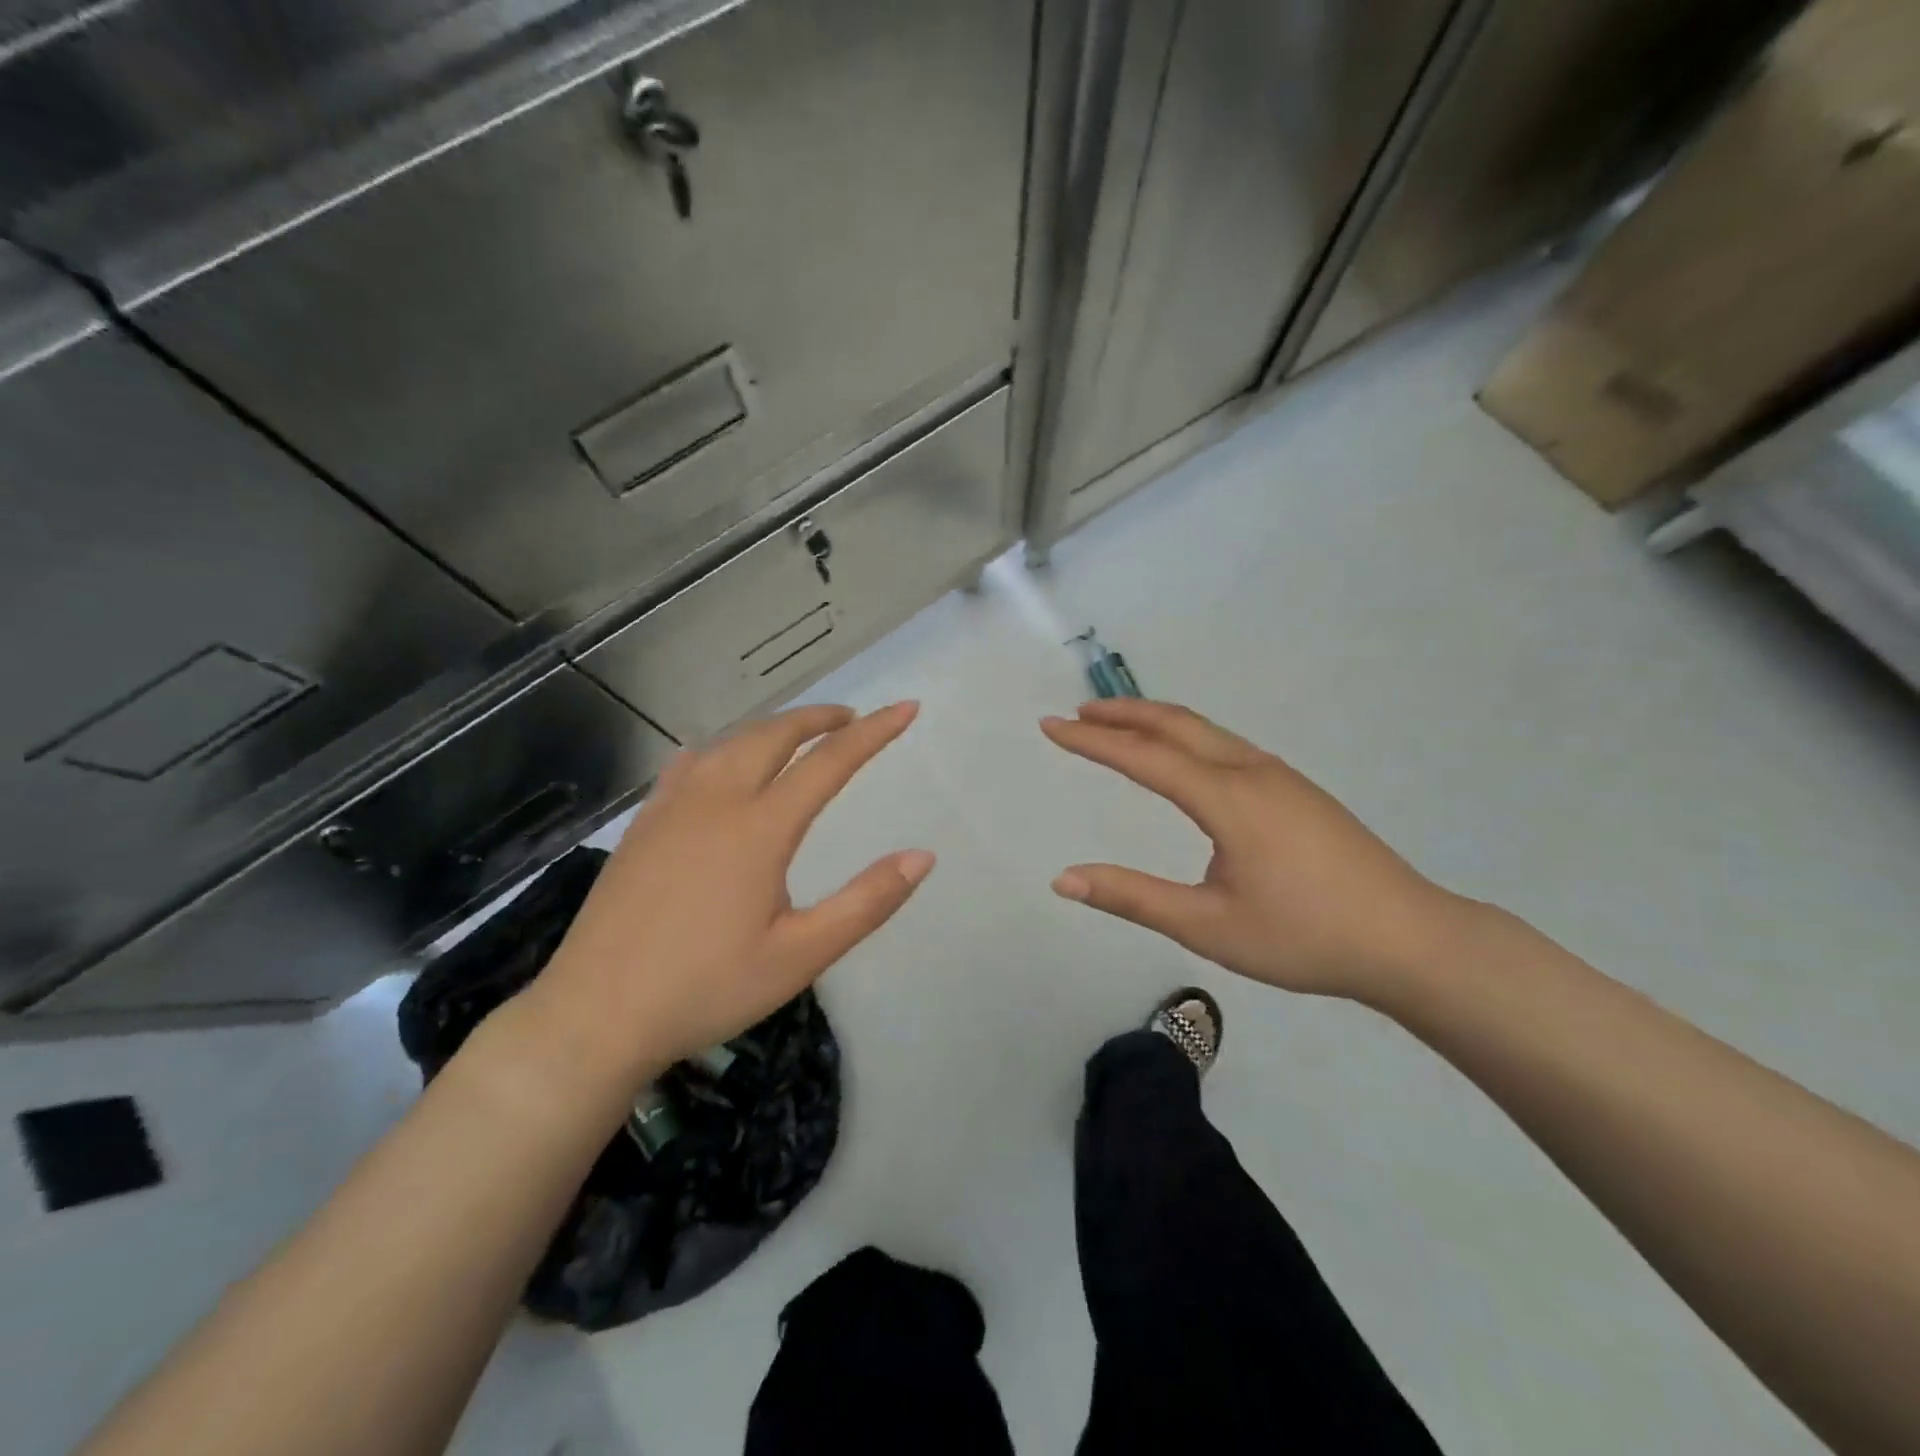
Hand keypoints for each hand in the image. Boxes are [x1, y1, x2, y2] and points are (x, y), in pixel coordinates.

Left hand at [530, 702, 932, 1081]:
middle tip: (851, 719)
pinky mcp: (643, 824)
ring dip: (773, 728)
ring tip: (800, 734)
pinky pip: (689, 763)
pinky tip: (721, 760)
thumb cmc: (706, 989)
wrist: (594, 1016)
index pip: (829, 762)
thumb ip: (866, 903)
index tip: (906, 709)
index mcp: (759, 828)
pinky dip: (723, 747)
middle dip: (818, 718)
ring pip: (729, 742)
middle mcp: (715, 801)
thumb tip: (922, 856)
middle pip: (774, 735)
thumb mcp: (800, 956)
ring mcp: (671, 808)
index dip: (873, 733)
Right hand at [1041, 699, 1461, 1000]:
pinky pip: (1225, 744)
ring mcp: (1279, 776)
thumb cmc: (1305, 937)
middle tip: (1077, 713)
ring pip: (1205, 730)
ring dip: (1154, 721)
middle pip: (1176, 723)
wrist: (1410, 941)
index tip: (1050, 726)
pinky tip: (1181, 757)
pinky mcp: (1296, 789)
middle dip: (1121, 713)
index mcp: (1227, 798)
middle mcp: (1251, 771)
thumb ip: (1133, 898)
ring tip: (1117, 726)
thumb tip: (1063, 879)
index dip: (1091, 741)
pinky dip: (1185, 736)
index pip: (1143, 756)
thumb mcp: (1208, 926)